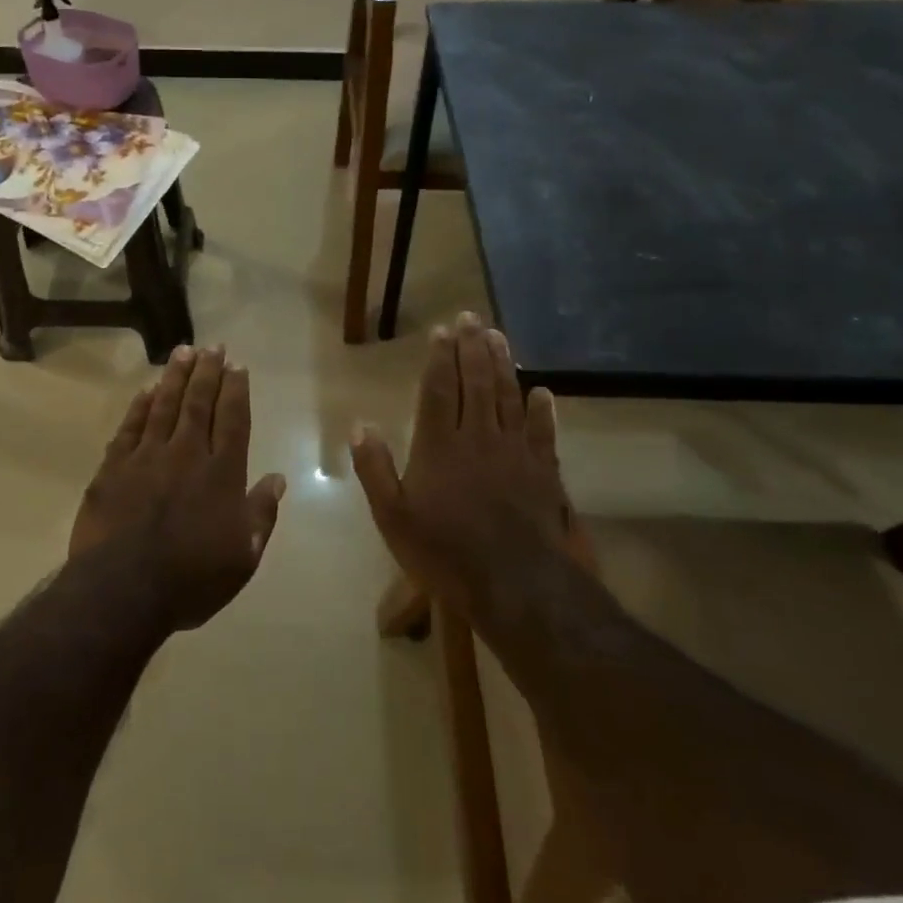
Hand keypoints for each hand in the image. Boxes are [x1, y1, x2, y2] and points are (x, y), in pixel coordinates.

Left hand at [69, 346, 286, 631]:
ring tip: (183, 351)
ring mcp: (146, 457)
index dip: (236, 391)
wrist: (123, 589)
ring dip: (175, 377)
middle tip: (213, 346)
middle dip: (208, 372)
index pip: (233, 420)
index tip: (238, 366)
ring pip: (164, 406)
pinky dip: (139, 406)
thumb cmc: (192, 579)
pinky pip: (129, 427)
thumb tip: (278, 478)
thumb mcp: (243, 557)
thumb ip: (261, 514)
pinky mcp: (113, 468)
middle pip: (199, 403)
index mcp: (222, 474)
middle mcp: (186, 454)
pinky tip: (146, 390)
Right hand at [350, 313, 592, 620]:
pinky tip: (542, 391)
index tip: (442, 331)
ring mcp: (514, 452)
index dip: (440, 358)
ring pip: (508, 397)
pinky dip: (542, 409)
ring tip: (499, 336)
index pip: (439, 390)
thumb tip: (360, 425)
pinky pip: (542, 432)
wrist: (513, 584)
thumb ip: (375, 469)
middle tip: (471, 317)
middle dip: (472, 347)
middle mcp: (477, 437)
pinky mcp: (542, 471)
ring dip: (503, 364)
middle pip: (477, 382)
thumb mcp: (392, 516)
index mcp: (439, 445)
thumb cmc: (443, 551)